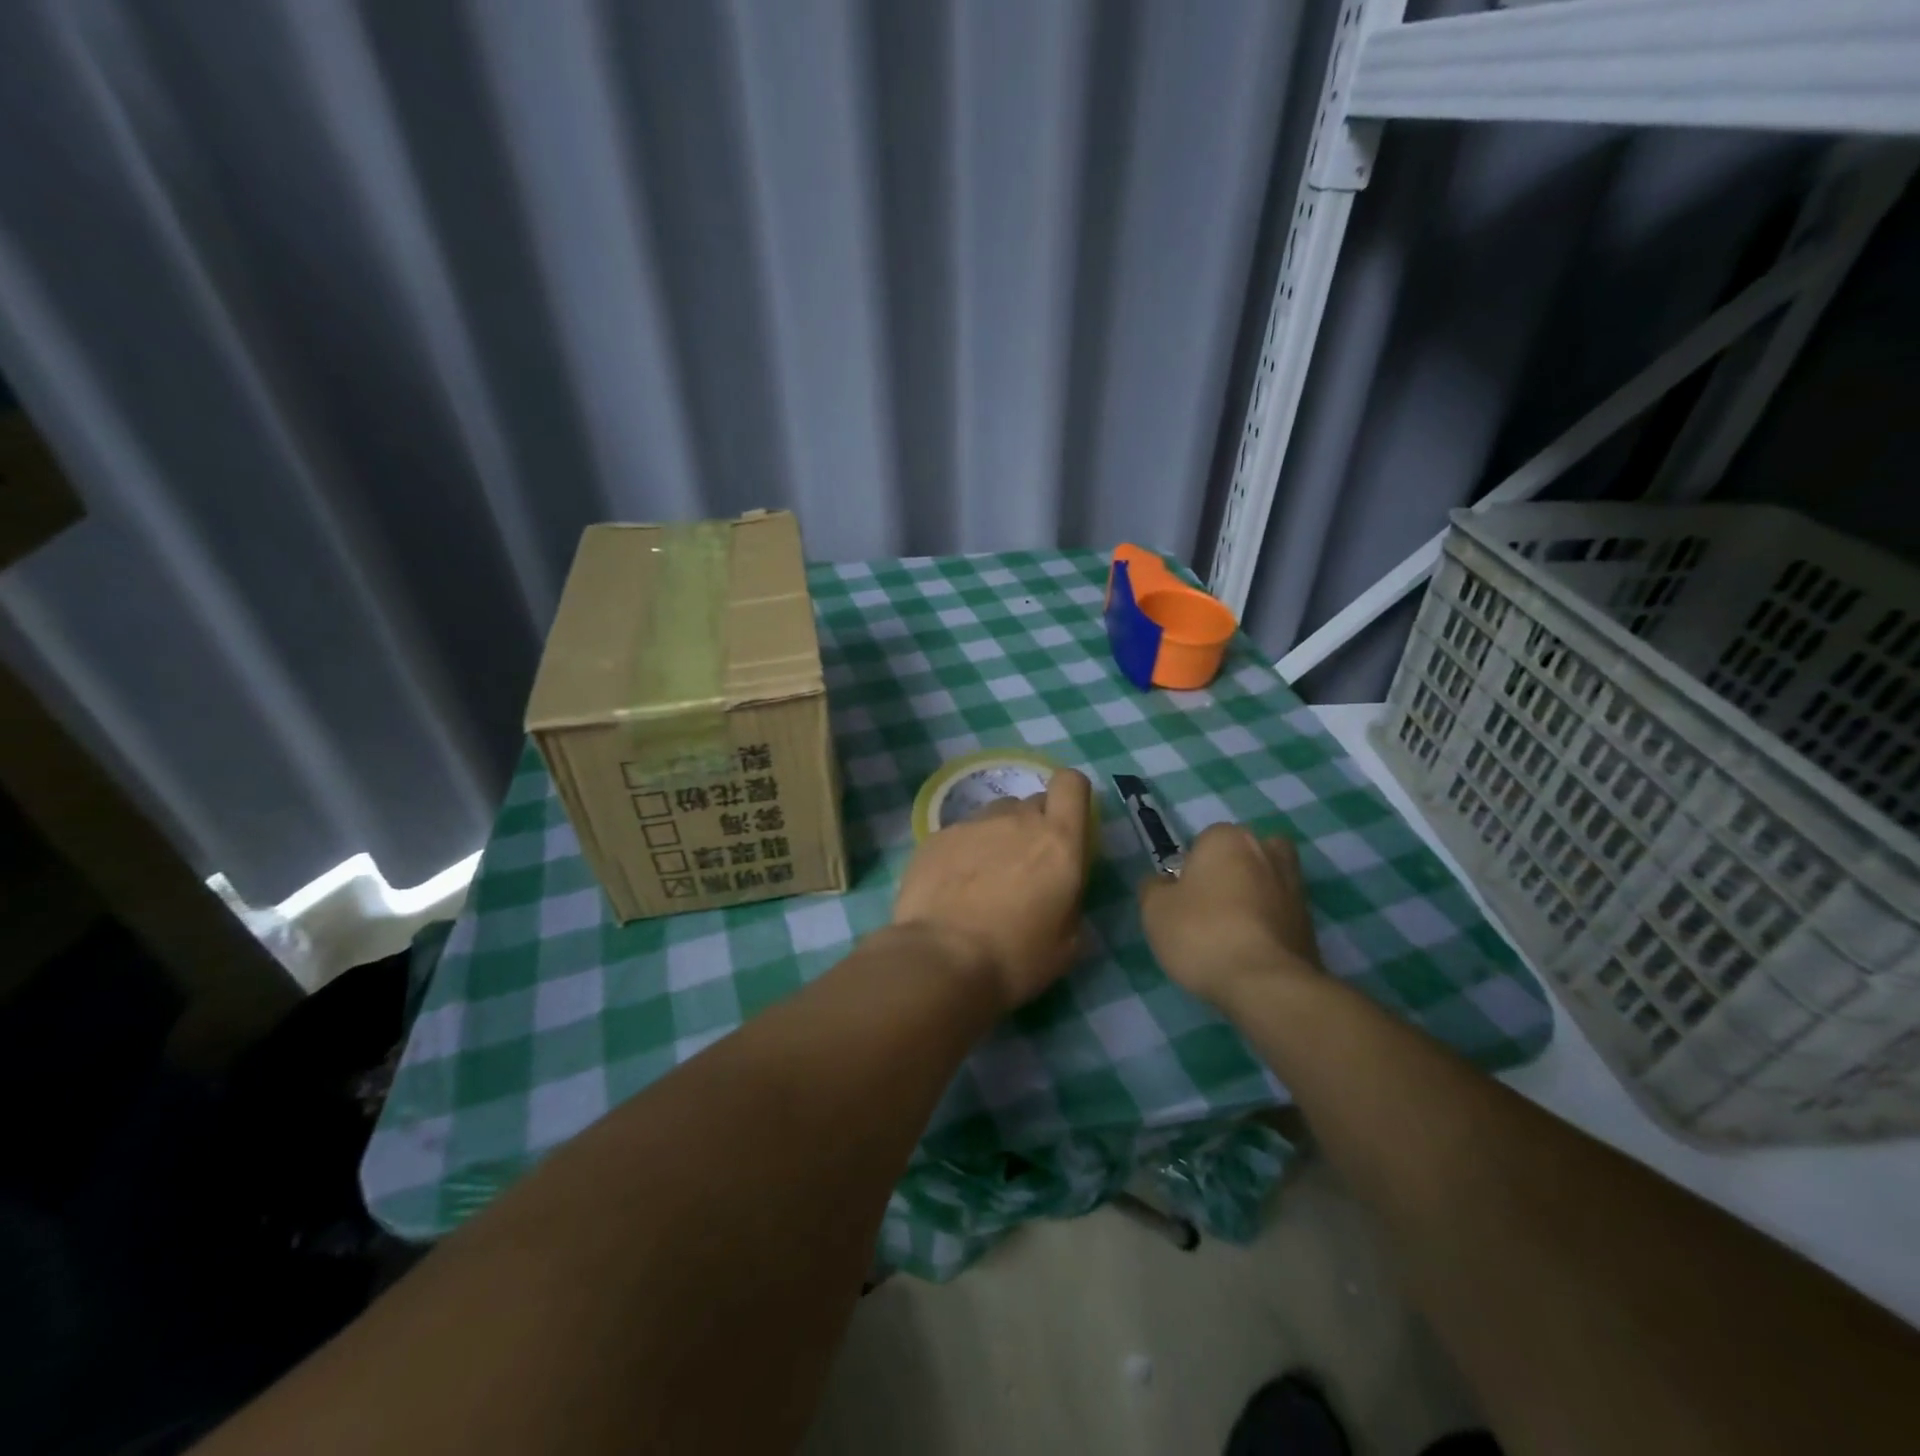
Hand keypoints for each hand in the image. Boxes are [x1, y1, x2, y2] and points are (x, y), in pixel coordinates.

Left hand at [892, 768, 1092, 1011]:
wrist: (941, 960)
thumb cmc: (1015, 958)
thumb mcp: (1067, 942)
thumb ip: (1070, 898)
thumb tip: (1059, 888)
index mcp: (1058, 841)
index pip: (1071, 784)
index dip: (1071, 797)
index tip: (1066, 825)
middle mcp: (1016, 820)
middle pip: (1032, 803)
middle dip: (1035, 826)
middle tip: (1026, 868)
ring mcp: (972, 825)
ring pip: (995, 816)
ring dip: (999, 837)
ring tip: (985, 879)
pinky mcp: (937, 837)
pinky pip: (961, 834)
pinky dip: (964, 852)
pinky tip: (953, 889)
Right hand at [1138, 824, 1325, 1011]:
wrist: (1266, 984)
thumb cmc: (1202, 934)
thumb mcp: (1154, 910)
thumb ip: (1154, 887)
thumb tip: (1164, 883)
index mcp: (1228, 838)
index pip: (1204, 842)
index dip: (1191, 869)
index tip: (1183, 898)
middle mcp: (1267, 851)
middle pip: (1242, 856)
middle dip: (1229, 875)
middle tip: (1208, 910)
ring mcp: (1295, 887)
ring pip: (1266, 883)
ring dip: (1253, 899)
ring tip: (1231, 933)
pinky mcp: (1311, 922)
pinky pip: (1280, 914)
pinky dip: (1268, 926)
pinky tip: (1250, 952)